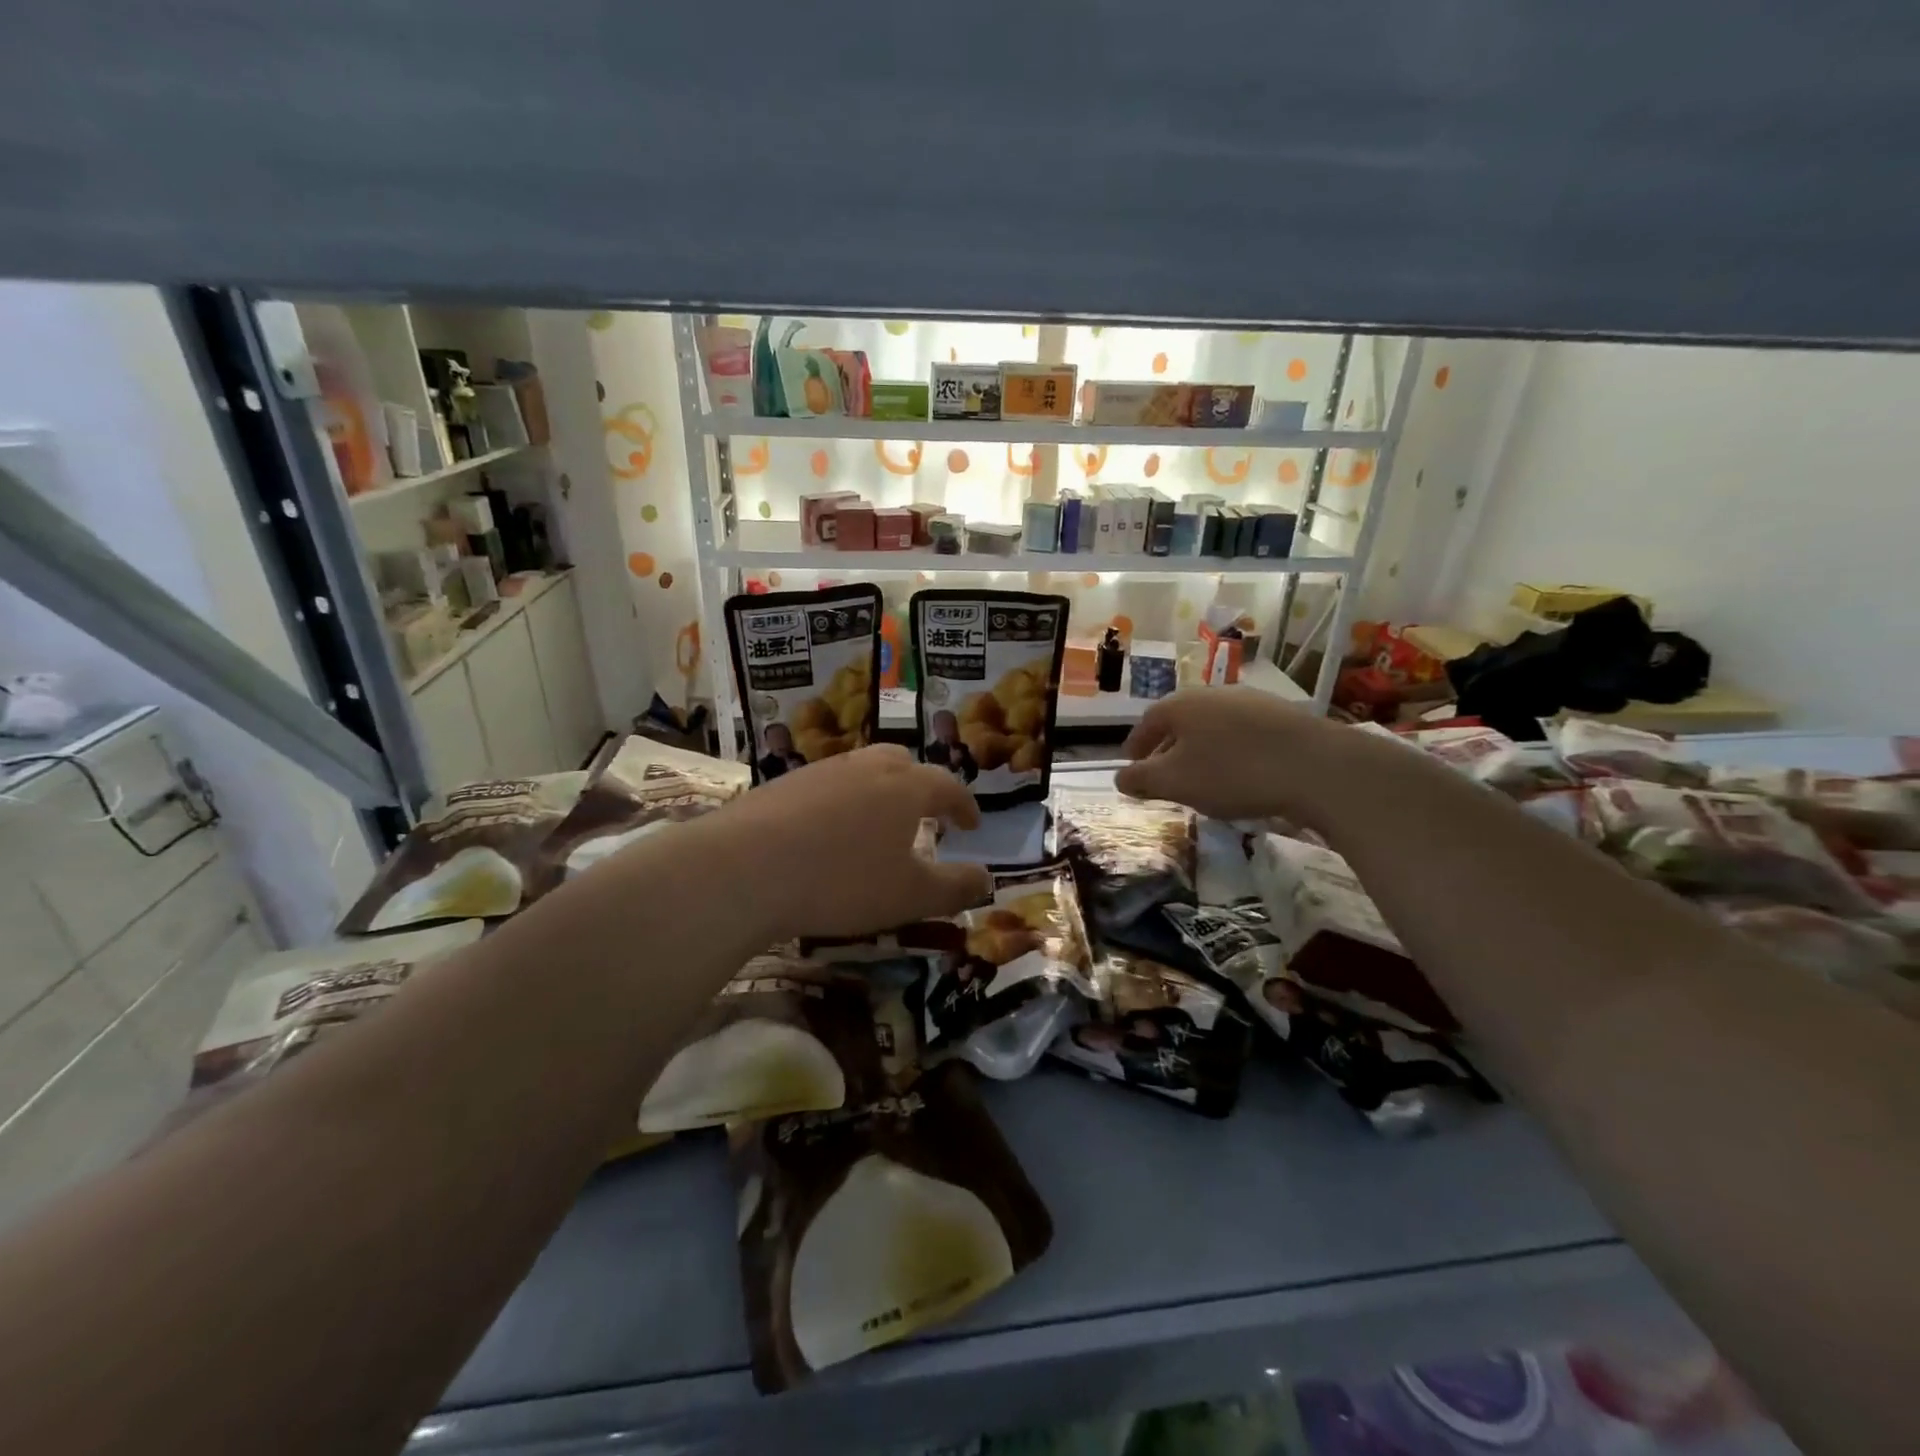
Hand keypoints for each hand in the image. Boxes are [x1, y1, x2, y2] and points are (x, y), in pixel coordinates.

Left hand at [698, 745, 992, 939]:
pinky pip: (826, 786)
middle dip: (920, 788)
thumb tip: (987, 879)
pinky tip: (825, 834)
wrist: (744, 868)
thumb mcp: (910, 896)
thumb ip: (955, 887)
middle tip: (923, 817)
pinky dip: (840, 804)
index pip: (948, 785)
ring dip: (878, 793)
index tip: (970, 824)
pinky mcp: (782, 784)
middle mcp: (866, 767)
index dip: (964, 805)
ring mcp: (821, 771)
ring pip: (862, 771)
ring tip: (875, 827)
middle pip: (903, 764)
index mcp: (906, 786)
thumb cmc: (842, 880)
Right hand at [1114, 687, 1364, 823]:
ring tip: (1202, 774)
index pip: (1147, 723)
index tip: (1131, 764)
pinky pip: (1241, 732)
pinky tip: (1240, 770)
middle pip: (1180, 721)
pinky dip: (1231, 749)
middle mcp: (1212, 693)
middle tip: (1163, 773)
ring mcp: (1249, 700)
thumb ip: (1142, 779)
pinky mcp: (1281, 714)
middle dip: (1168, 746)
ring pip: (1212, 725)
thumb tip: (1120, 777)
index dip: (1136, 745)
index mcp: (1180, 705)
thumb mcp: (1175, 782)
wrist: (1316, 766)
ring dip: (1201, 748)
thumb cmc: (1232, 772)